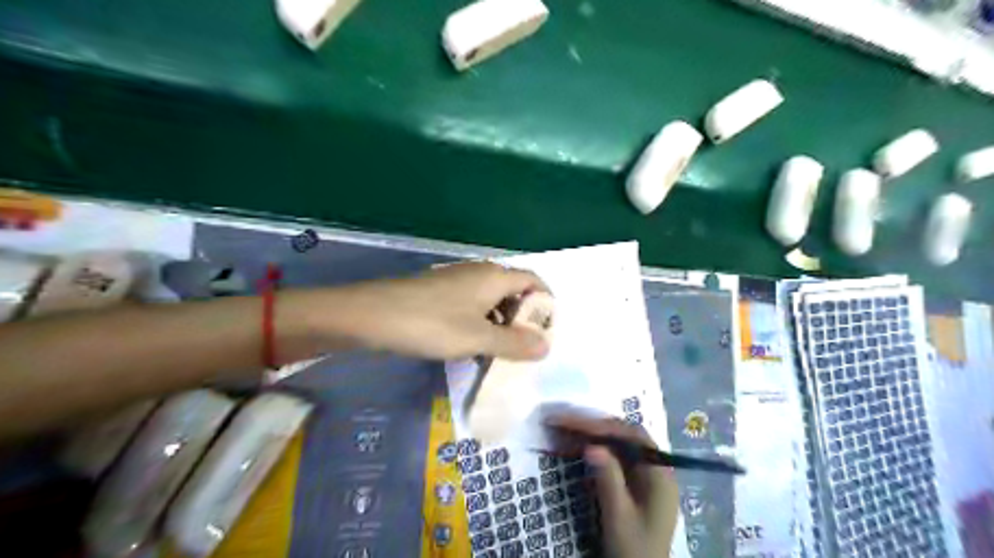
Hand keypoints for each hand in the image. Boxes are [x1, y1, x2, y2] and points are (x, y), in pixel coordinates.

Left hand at [320, 261, 546, 360]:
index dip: (545, 303)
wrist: (371, 315)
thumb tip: (546, 346)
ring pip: (490, 301)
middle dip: (522, 318)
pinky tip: (471, 348)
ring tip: (499, 354)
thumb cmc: (431, 324)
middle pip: (513, 291)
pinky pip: (470, 307)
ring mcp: (456, 282)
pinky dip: (479, 325)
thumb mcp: (478, 338)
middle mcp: (478, 273)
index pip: (533, 281)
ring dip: (499, 325)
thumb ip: (514, 343)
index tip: (547, 332)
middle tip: (524, 348)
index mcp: (494, 276)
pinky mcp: (438, 294)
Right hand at [547, 415, 679, 557]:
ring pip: (617, 444)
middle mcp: (655, 468)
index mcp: (659, 473)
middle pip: (624, 436)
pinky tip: (577, 447)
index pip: (631, 436)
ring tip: (564, 429)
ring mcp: (645, 475)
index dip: (601, 426)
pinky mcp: (634, 484)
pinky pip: (615, 458)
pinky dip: (595, 450)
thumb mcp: (619, 517)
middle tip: (563, 421)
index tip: (573, 423)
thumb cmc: (634, 550)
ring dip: (592, 435)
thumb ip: (609, 480)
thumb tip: (592, 446)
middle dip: (593, 426)